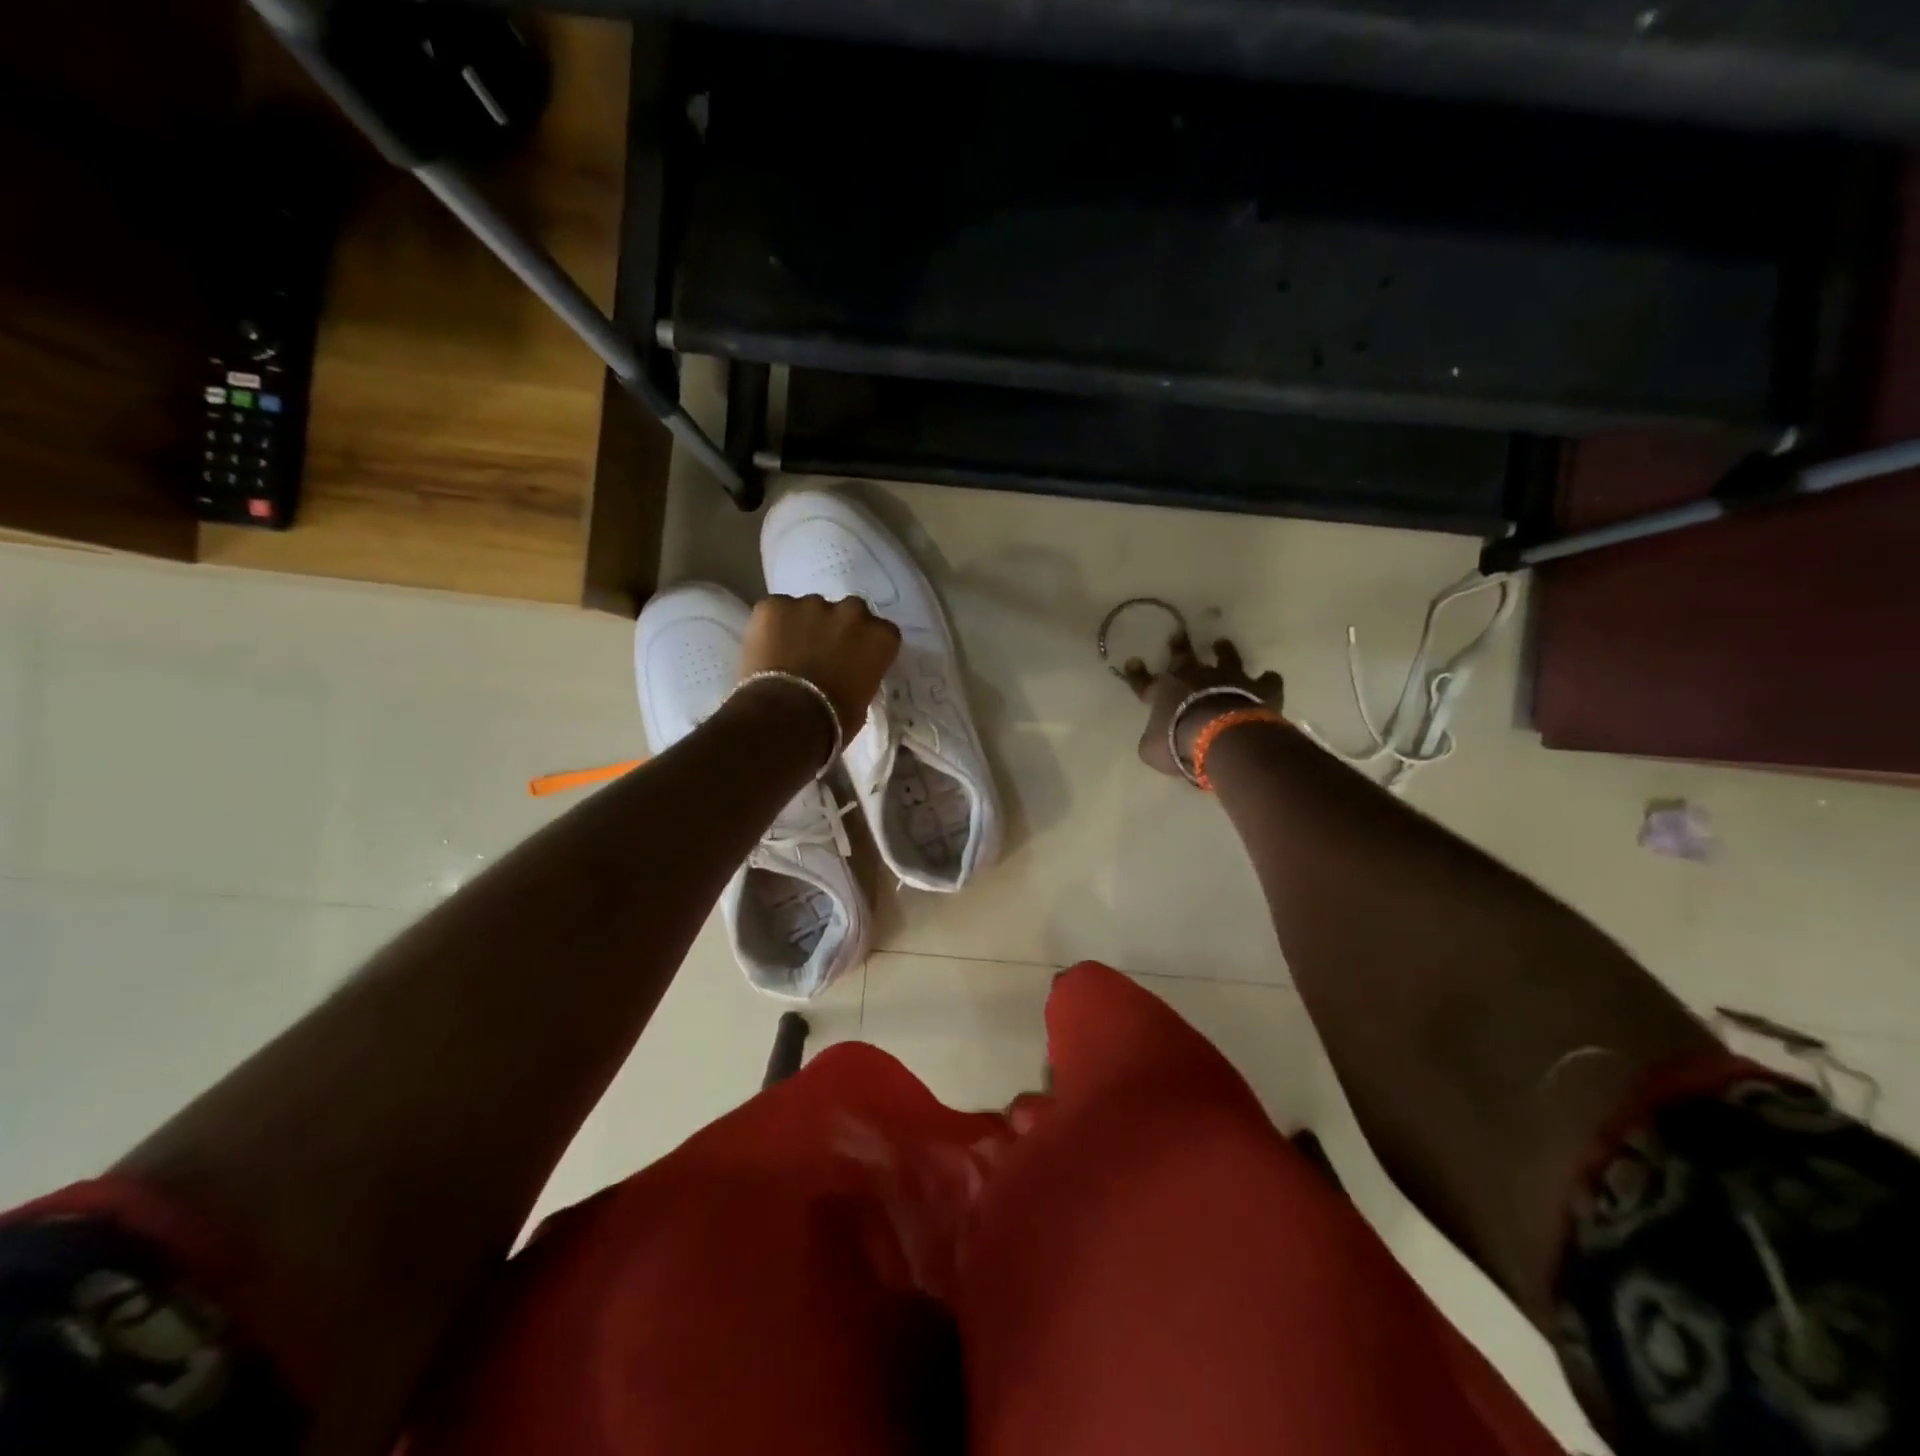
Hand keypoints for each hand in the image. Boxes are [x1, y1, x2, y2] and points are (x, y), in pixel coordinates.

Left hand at [738, 594, 901, 740]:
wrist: (786, 718)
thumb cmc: (834, 721)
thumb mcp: (863, 701)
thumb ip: (860, 676)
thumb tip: (847, 675)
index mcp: (881, 637)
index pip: (881, 632)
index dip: (865, 646)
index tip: (854, 661)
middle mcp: (852, 612)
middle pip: (849, 612)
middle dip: (837, 628)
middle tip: (822, 654)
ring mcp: (811, 603)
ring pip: (809, 609)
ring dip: (803, 626)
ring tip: (788, 654)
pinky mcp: (774, 605)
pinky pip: (775, 610)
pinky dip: (771, 626)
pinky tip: (765, 650)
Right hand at [1123, 634, 1284, 778]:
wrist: (1221, 737)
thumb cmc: (1178, 743)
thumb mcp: (1152, 750)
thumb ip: (1152, 740)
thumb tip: (1155, 739)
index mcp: (1164, 692)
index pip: (1144, 682)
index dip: (1137, 674)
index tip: (1133, 661)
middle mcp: (1195, 678)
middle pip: (1183, 657)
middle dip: (1178, 645)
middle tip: (1178, 633)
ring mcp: (1228, 679)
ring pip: (1226, 658)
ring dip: (1223, 650)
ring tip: (1222, 642)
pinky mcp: (1257, 688)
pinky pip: (1266, 681)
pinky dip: (1267, 681)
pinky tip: (1270, 680)